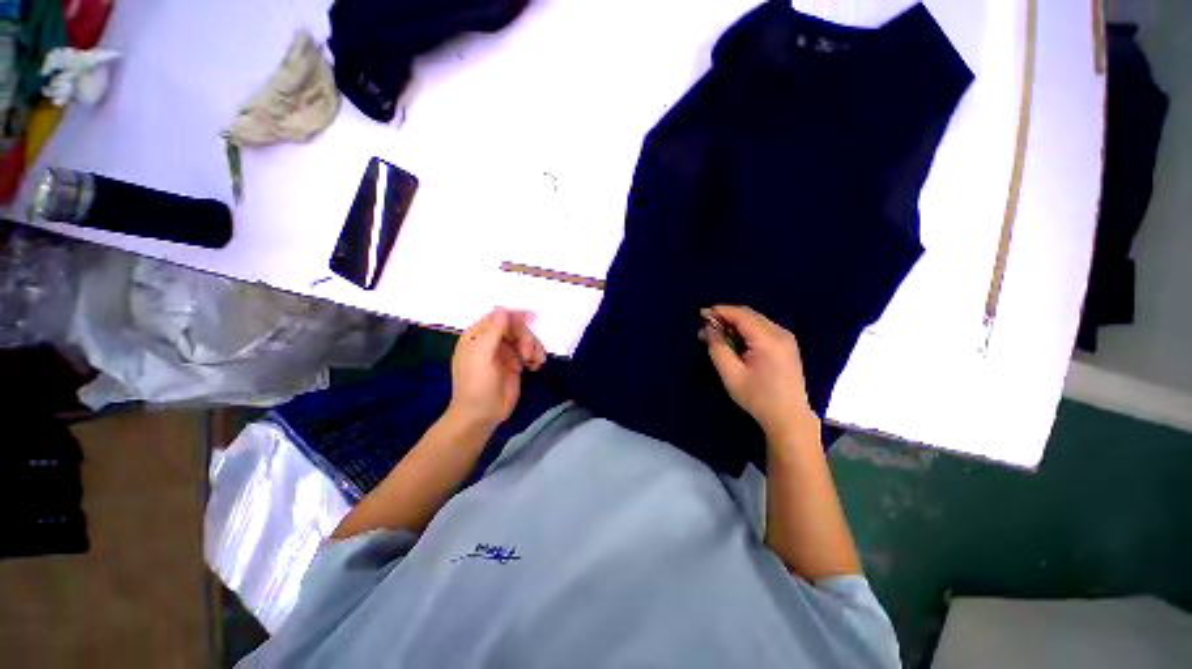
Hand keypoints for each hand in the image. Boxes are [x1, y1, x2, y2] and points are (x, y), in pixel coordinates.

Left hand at [448, 307, 546, 430]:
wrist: (482, 415)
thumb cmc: (477, 385)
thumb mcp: (482, 356)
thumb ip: (492, 331)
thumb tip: (502, 309)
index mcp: (477, 336)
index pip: (498, 317)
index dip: (515, 316)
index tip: (533, 318)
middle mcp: (491, 341)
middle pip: (515, 328)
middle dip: (525, 337)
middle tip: (528, 353)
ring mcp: (504, 353)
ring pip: (525, 339)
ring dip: (533, 347)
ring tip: (535, 362)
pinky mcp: (515, 364)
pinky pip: (530, 352)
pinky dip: (536, 356)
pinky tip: (536, 366)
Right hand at [702, 305, 817, 442]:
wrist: (789, 418)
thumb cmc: (758, 398)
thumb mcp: (731, 374)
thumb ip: (717, 348)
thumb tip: (709, 328)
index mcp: (768, 340)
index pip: (741, 315)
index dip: (720, 311)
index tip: (701, 314)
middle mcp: (780, 333)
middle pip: (749, 315)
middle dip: (726, 317)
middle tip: (706, 327)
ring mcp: (786, 338)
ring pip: (755, 320)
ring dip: (735, 323)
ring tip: (717, 335)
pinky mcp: (787, 345)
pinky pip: (762, 328)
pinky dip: (745, 330)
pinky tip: (735, 341)